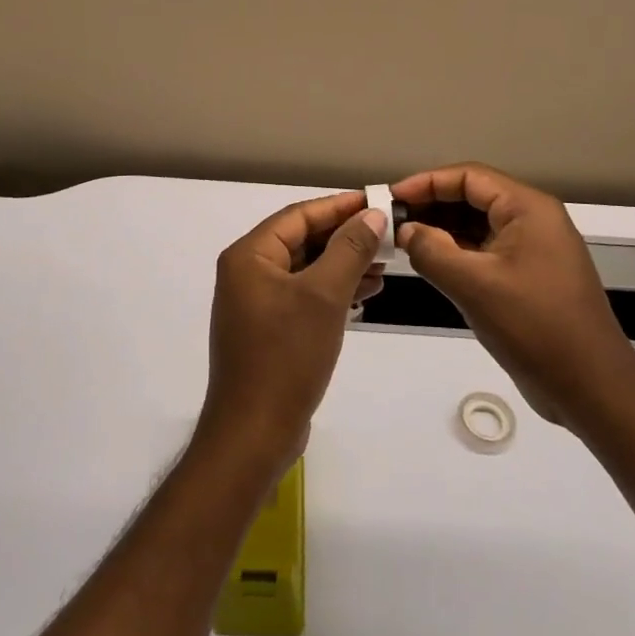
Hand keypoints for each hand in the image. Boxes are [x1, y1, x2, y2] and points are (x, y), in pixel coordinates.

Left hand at [196, 192, 385, 473]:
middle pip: (301, 240)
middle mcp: (247, 272)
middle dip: (344, 237)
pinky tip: (363, 295)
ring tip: (385, 265)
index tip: (377, 201)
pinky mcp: (267, 329)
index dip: (339, 206)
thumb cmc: (286, 356)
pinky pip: (303, 296)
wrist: (254, 434)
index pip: (299, 215)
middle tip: (387, 235)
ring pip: (305, 269)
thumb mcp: (324, 296)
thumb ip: (349, 250)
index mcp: (250, 256)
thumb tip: (372, 214)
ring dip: (342, 265)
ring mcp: (255, 303)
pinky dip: (331, 291)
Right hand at [393, 163, 634, 427]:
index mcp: (528, 209)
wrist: (592, 388)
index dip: (426, 182)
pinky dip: (456, 253)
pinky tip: (429, 263)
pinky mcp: (528, 277)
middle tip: (391, 221)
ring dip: (441, 230)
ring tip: (402, 241)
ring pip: (477, 225)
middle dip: (431, 205)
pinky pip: (485, 251)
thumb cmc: (535, 326)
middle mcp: (532, 220)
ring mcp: (532, 250)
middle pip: (473, 197)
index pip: (469, 177)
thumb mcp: (474, 286)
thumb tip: (405, 232)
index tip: (391, 198)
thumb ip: (432, 251)